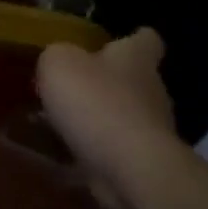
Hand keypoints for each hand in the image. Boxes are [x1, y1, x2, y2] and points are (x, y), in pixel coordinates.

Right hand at [36, 29, 175, 203]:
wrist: (131, 170)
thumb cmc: (96, 102)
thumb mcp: (59, 63)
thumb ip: (57, 56)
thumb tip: (59, 62)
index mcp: (136, 58)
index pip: (146, 40)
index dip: (135, 38)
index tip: (122, 39)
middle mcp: (150, 90)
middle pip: (133, 79)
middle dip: (107, 81)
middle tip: (73, 84)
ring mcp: (150, 131)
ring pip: (121, 116)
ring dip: (97, 118)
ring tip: (60, 121)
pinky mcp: (141, 165)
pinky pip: (112, 150)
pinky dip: (92, 151)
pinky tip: (62, 154)